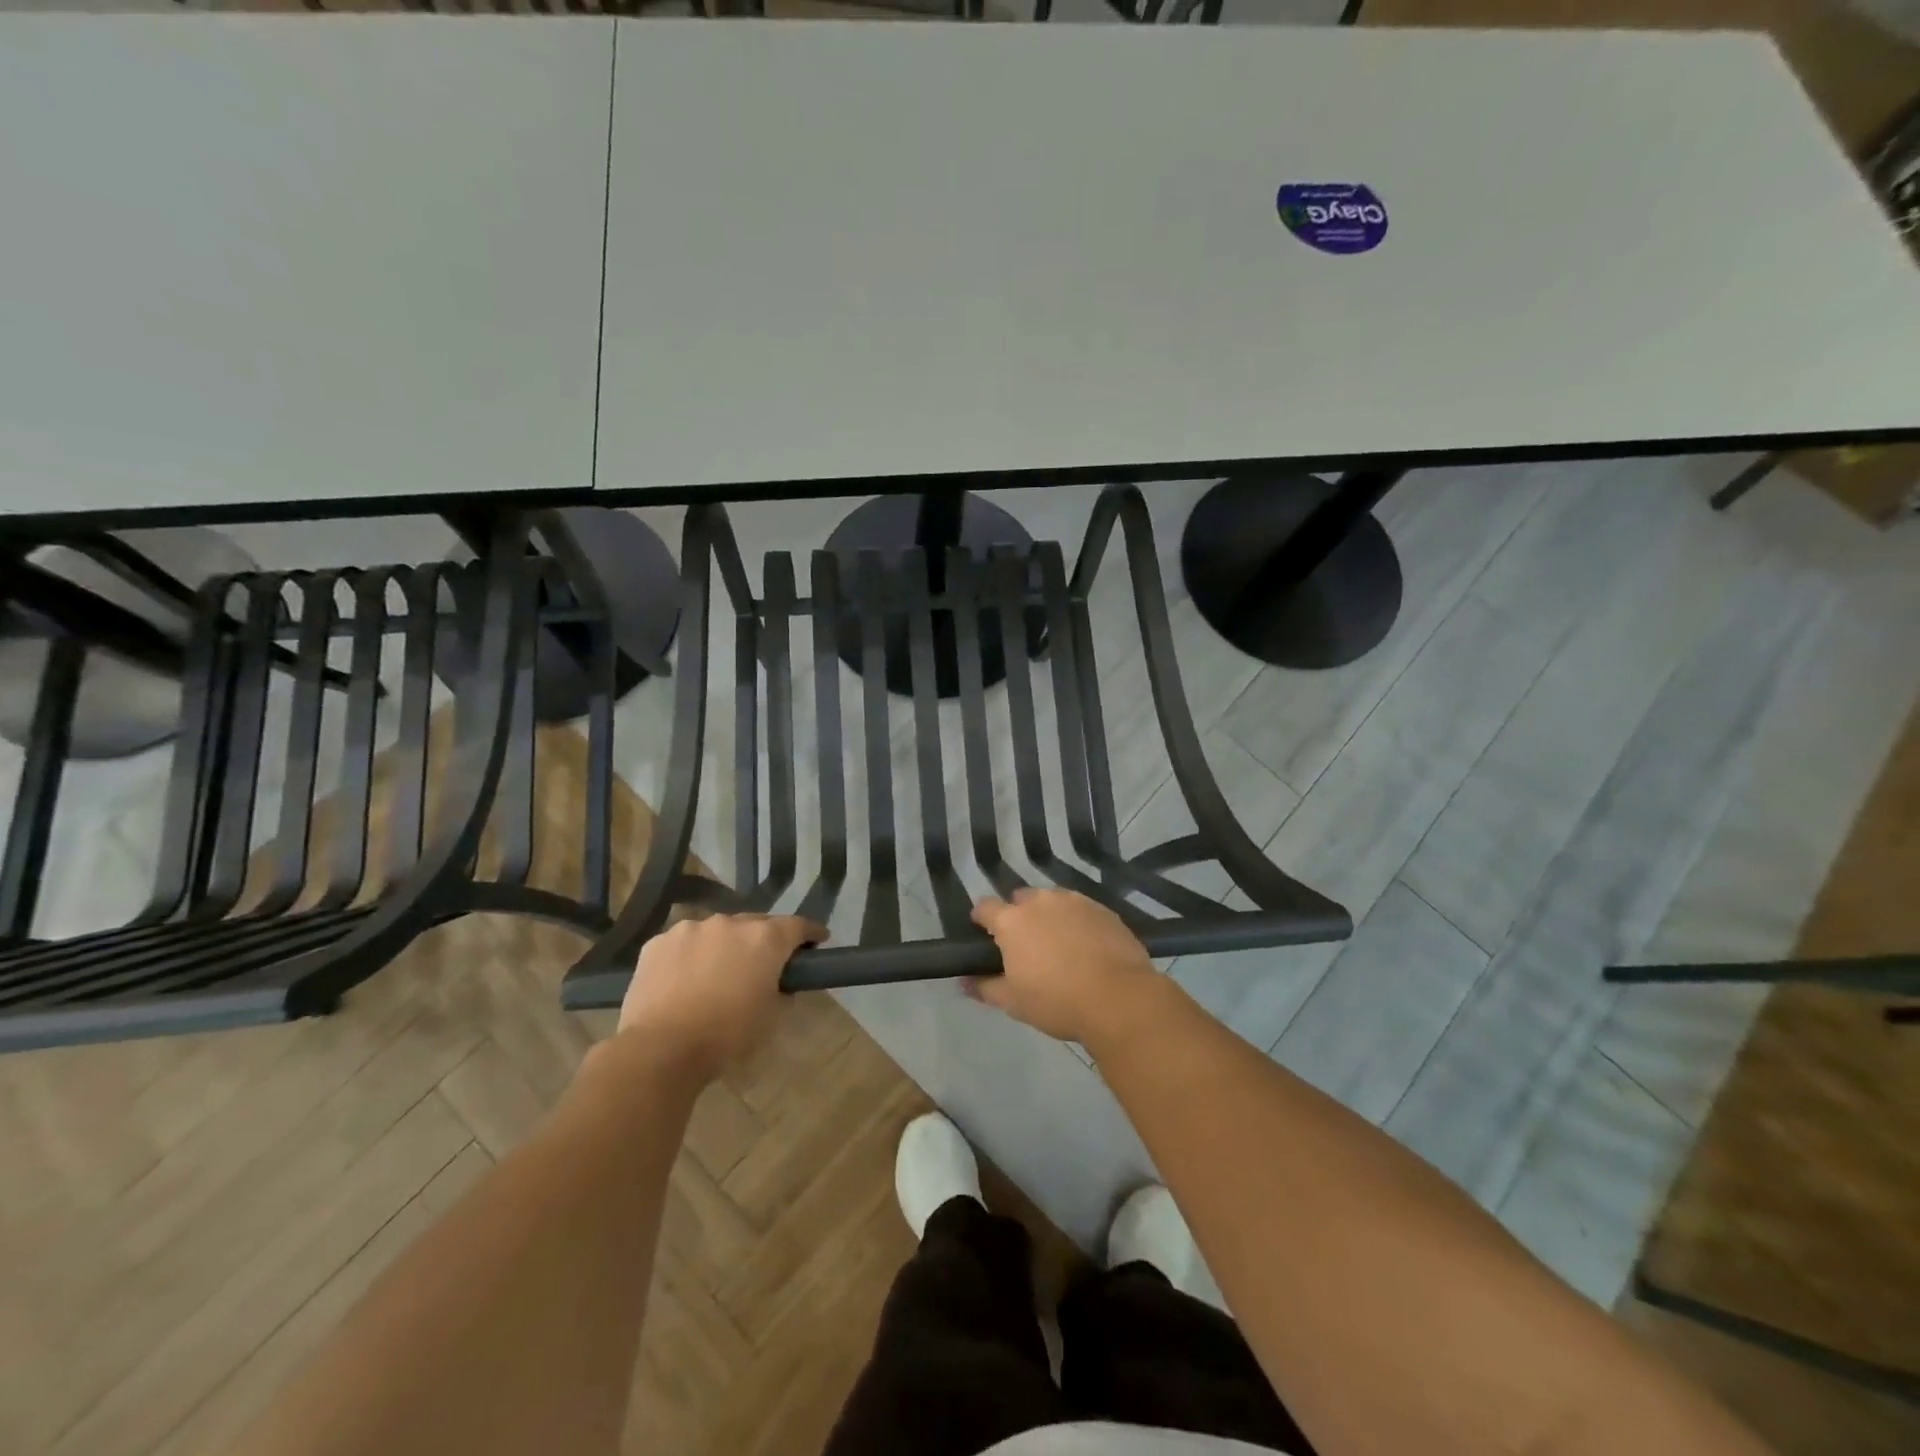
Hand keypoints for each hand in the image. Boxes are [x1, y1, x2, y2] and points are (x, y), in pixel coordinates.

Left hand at [616, 913, 826, 1078]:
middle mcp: (730, 923)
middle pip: (756, 924)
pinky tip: (684, 980)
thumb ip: (783, 991)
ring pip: (717, 932)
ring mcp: (690, 929)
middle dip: (764, 940)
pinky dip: (690, 956)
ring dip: (724, 946)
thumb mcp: (772, 1019)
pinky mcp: (657, 943)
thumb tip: (780, 982)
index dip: (811, 933)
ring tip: (718, 973)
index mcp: (764, 938)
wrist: (660, 1050)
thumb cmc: (727, 1036)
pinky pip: (684, 943)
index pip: (798, 925)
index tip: (818, 941)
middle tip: (765, 964)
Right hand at [967, 889, 1160, 1044]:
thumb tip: (963, 981)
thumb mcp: (1013, 1002)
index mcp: (1012, 920)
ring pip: (1052, 902)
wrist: (1119, 998)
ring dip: (1049, 916)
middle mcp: (1040, 901)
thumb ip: (984, 987)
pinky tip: (1086, 947)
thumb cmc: (1057, 1001)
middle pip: (1020, 900)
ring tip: (1059, 946)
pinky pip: (1081, 910)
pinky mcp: (1103, 909)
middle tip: (1026, 947)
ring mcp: (1074, 901)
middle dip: (1018, 917)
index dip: (981, 920)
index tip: (984, 936)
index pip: (984, 907)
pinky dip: (1077, 922)